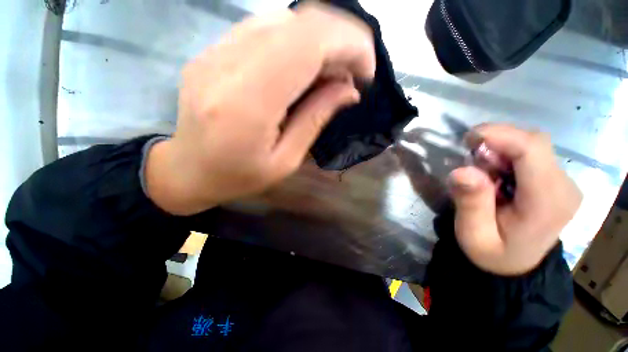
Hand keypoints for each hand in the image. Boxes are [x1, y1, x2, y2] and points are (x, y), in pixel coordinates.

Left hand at [145, 4, 374, 214]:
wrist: (188, 170)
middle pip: (297, 22)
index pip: (307, 44)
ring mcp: (215, 52)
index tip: (367, 70)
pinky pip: (264, 29)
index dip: (348, 44)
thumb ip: (315, 119)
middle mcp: (227, 65)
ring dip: (319, 41)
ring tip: (330, 73)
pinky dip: (296, 42)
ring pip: (282, 19)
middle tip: (352, 73)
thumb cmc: (239, 176)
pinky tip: (303, 68)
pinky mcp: (213, 51)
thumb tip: (349, 90)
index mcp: (248, 103)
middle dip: (339, 39)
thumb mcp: (285, 161)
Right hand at [448, 124, 581, 275]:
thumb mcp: (473, 234)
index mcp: (547, 203)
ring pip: (532, 145)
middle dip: (497, 141)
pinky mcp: (555, 179)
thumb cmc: (492, 253)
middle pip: (534, 143)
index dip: (500, 135)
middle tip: (469, 157)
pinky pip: (531, 153)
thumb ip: (471, 203)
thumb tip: (462, 171)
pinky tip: (493, 172)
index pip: (532, 150)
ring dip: (500, 148)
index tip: (468, 138)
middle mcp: (563, 186)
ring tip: (481, 170)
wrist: (515, 265)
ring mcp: (562, 182)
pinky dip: (506, 154)